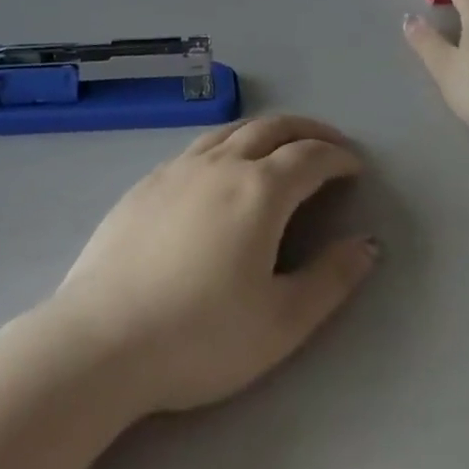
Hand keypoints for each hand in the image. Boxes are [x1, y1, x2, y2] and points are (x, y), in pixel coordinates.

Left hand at [45, 117, 376, 414]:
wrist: (100, 341)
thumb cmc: (200, 336)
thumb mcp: (281, 323)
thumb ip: (331, 280)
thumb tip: (368, 244)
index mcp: (260, 190)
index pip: (311, 157)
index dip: (339, 157)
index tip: (355, 166)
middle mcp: (222, 164)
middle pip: (274, 127)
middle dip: (309, 130)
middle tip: (329, 144)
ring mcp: (179, 168)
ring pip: (233, 130)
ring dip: (267, 130)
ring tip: (281, 146)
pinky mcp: (147, 182)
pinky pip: (200, 146)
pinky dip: (228, 143)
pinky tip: (222, 169)